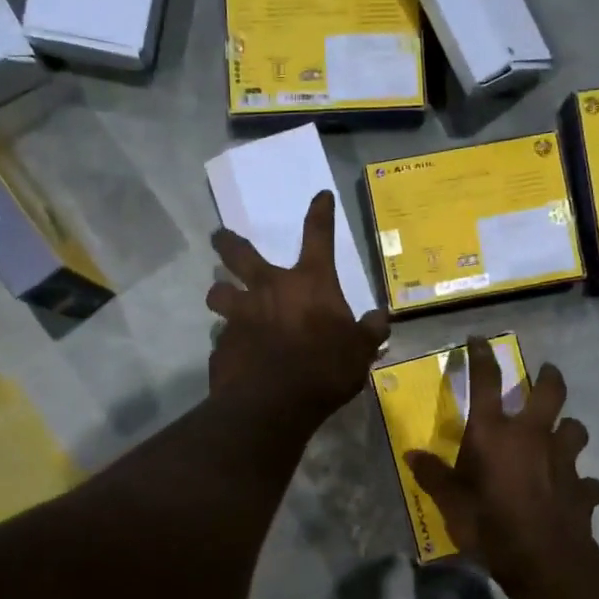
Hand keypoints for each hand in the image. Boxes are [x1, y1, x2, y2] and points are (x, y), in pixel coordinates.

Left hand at [206, 191, 390, 427]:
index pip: (318, 237)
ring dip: (219, 292)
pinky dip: (227, 340)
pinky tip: (234, 353)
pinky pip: (221, 336)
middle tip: (218, 237)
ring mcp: (240, 315)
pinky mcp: (222, 344)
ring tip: (221, 297)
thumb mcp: (359, 351)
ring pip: (218, 293)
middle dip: (227, 242)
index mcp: (309, 283)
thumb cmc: (324, 369)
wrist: (273, 403)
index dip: (321, 214)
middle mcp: (268, 289)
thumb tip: (379, 318)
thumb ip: (369, 331)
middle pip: (239, 254)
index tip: (320, 196)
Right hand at [405, 337, 598, 587]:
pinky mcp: (583, 488)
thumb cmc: (488, 523)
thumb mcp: (449, 501)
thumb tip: (411, 454)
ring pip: (575, 429)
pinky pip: (588, 482)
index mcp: (494, 433)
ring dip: (569, 429)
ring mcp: (562, 460)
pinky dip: (584, 485)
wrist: (542, 558)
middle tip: (547, 372)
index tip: (479, 339)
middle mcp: (532, 436)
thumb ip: (432, 475)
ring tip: (563, 435)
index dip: (482, 357)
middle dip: (549, 377)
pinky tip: (580, 492)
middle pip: (549, 392)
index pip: (487, 382)